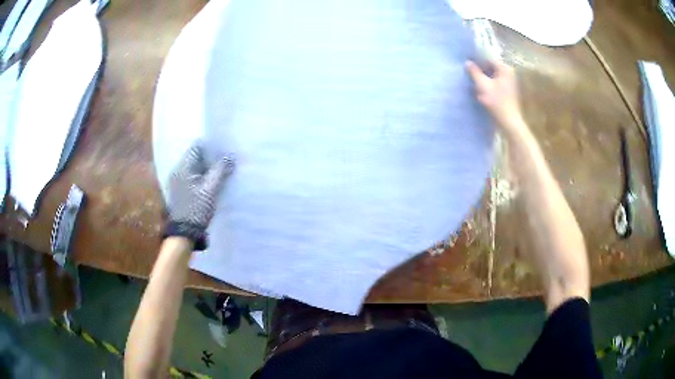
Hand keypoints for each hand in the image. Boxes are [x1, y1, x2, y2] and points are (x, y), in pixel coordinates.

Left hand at [165, 142, 234, 249]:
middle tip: (226, 160)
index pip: (197, 146)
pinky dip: (202, 177)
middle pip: (195, 157)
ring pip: (194, 168)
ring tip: (222, 171)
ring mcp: (177, 181)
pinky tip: (212, 183)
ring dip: (207, 168)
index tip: (224, 149)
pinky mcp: (180, 191)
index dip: (211, 146)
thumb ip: (220, 171)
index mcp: (183, 167)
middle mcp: (177, 170)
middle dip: (210, 158)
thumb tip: (230, 156)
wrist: (184, 233)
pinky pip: (192, 177)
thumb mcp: (211, 189)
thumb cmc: (196, 209)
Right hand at [466, 60, 525, 136]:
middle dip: (480, 69)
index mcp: (504, 68)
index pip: (488, 58)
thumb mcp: (483, 85)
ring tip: (473, 81)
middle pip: (491, 66)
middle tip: (468, 73)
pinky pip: (495, 82)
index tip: (467, 64)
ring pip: (492, 75)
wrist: (510, 121)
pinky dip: (488, 83)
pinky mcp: (508, 90)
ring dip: (483, 77)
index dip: (477, 60)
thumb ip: (474, 72)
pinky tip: (481, 89)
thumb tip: (467, 62)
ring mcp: (509, 81)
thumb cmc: (497, 102)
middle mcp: (508, 72)